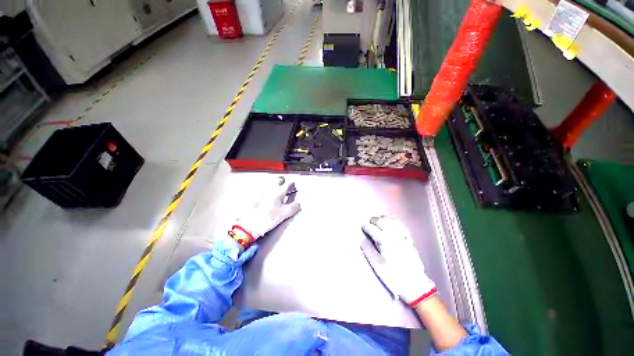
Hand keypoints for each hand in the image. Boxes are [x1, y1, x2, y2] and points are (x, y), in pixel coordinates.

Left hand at [230, 180, 300, 248]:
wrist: (249, 225)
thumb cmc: (267, 219)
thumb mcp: (284, 214)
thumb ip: (293, 207)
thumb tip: (298, 204)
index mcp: (278, 193)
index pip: (287, 185)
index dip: (292, 184)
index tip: (293, 185)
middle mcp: (269, 191)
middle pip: (276, 182)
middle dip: (281, 181)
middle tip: (284, 183)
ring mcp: (260, 194)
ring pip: (268, 185)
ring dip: (273, 186)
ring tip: (275, 189)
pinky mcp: (253, 199)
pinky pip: (260, 192)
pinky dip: (264, 192)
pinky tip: (264, 196)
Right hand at [362, 216, 436, 306]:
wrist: (414, 284)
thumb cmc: (393, 275)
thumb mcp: (377, 265)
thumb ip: (368, 250)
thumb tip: (363, 240)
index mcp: (384, 242)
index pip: (372, 229)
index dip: (366, 227)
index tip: (363, 227)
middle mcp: (393, 236)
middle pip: (382, 222)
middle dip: (374, 220)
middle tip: (370, 222)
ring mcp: (402, 237)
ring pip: (392, 222)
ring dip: (385, 219)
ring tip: (379, 220)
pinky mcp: (409, 240)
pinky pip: (402, 226)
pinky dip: (395, 222)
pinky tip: (392, 223)